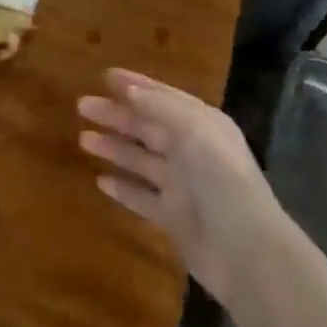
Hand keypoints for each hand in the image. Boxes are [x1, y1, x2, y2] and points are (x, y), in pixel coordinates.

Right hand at [78, 69, 280, 305]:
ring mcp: (182, 186)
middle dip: (116, 115)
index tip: (104, 75)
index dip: (135, 85)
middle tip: (81, 106)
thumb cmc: (221, 180)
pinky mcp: (173, 218)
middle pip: (147, 127)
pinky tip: (100, 180)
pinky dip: (122, 188)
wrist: (245, 251)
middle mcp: (192, 152)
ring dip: (114, 148)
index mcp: (202, 126)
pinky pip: (141, 197)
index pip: (163, 97)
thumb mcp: (193, 130)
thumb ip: (160, 106)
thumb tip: (128, 89)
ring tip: (83, 140)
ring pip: (140, 161)